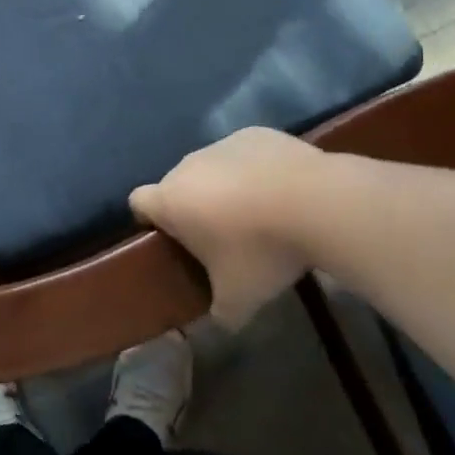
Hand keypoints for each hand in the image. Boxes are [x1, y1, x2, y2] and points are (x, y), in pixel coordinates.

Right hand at [129, 127, 326, 327]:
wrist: (315, 202)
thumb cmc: (261, 251)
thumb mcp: (239, 298)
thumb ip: (220, 313)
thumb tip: (220, 320)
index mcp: (171, 200)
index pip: (138, 202)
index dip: (150, 221)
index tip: (174, 240)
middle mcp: (187, 165)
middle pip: (177, 185)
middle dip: (193, 207)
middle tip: (223, 238)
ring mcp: (222, 144)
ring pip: (211, 167)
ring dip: (224, 187)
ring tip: (260, 214)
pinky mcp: (255, 133)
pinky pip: (244, 154)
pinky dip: (254, 169)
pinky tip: (282, 191)